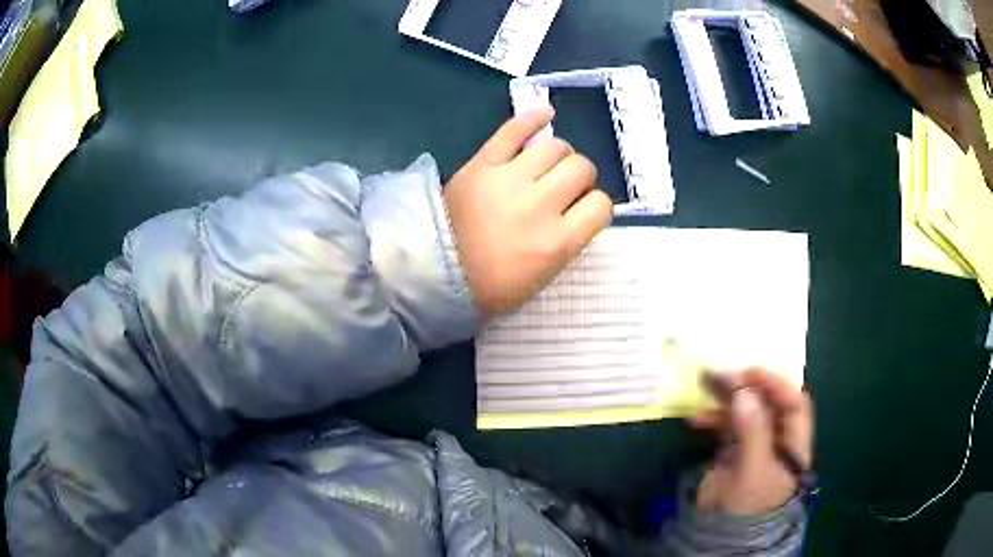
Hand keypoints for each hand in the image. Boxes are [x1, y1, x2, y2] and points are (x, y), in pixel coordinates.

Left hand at [444, 107, 612, 317]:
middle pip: (582, 168)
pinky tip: (546, 115)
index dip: (596, 205)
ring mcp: (510, 179)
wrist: (434, 272)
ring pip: (556, 147)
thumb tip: (579, 206)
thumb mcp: (542, 276)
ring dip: (560, 154)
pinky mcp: (483, 163)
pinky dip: (533, 118)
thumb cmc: (490, 285)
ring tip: (548, 164)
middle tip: (564, 188)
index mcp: (558, 242)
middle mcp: (540, 205)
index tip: (583, 209)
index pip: (601, 205)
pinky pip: (514, 130)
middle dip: (580, 177)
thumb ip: (567, 239)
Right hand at [690, 368, 813, 515]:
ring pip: (746, 412)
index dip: (775, 383)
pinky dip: (713, 420)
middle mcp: (777, 438)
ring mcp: (755, 444)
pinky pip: (727, 427)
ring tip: (706, 385)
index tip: (750, 372)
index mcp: (793, 442)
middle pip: (768, 403)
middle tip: (723, 374)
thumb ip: (752, 430)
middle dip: (747, 386)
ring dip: (726, 399)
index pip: (793, 403)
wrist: (723, 535)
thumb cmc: (748, 504)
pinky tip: (696, 420)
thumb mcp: (754, 469)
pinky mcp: (735, 452)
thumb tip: (744, 392)